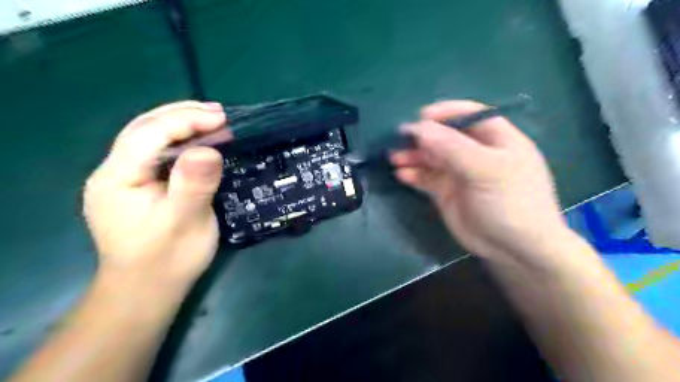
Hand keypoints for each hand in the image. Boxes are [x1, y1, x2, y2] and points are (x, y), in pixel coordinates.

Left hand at [83, 100, 228, 289]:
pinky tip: (200, 141)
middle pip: (144, 128)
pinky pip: (158, 153)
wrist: (148, 290)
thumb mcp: (185, 223)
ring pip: (150, 138)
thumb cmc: (168, 259)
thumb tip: (208, 149)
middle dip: (182, 115)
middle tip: (220, 112)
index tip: (221, 117)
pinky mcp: (138, 185)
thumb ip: (193, 185)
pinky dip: (181, 141)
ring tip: (213, 119)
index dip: (185, 120)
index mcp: (118, 178)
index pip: (148, 133)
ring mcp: (124, 178)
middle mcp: (114, 171)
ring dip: (182, 124)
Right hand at [388, 99, 569, 264]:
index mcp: (496, 139)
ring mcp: (460, 173)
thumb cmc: (510, 202)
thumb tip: (418, 128)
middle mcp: (476, 152)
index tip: (420, 117)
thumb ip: (452, 147)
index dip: (445, 112)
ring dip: (413, 155)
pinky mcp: (447, 191)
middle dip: (423, 136)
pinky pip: (427, 177)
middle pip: (445, 136)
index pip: (469, 115)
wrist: (514, 250)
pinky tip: (402, 174)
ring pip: (432, 157)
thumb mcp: (486, 170)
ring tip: (395, 158)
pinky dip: (414, 174)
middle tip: (400, 139)